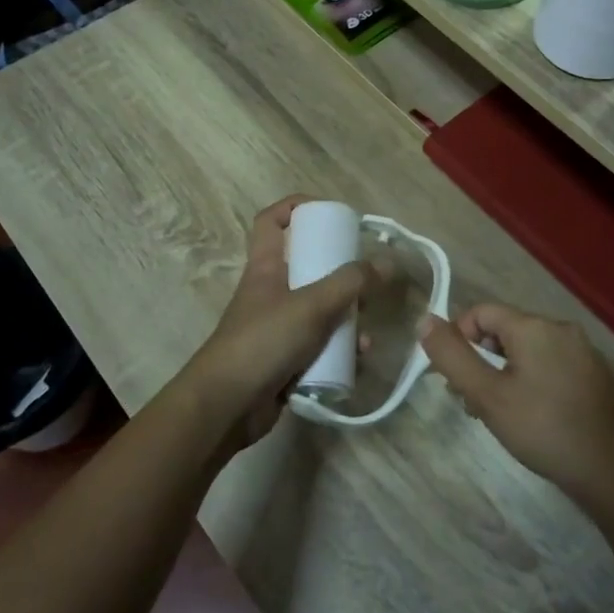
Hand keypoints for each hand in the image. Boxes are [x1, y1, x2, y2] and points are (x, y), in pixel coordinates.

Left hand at [178, 195, 377, 451]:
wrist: (226, 406)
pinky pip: (318, 346)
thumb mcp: (311, 306)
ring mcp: (276, 327)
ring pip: (318, 311)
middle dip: (338, 272)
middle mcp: (270, 292)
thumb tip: (387, 262)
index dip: (295, 207)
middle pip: (305, 267)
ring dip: (345, 319)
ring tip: (365, 332)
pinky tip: (357, 360)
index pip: (271, 221)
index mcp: (266, 267)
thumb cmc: (263, 342)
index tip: (329, 212)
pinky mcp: (284, 359)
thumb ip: (351, 283)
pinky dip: (338, 350)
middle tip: (366, 278)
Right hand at [419, 304, 613, 512]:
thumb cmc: (543, 429)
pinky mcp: (595, 375)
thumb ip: (452, 356)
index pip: (481, 312)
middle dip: (480, 360)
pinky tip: (531, 417)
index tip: (453, 378)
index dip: (459, 338)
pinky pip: (550, 365)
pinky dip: (531, 382)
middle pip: (504, 331)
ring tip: (498, 414)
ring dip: (503, 374)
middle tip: (472, 402)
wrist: (611, 472)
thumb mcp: (486, 394)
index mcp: (534, 326)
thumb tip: (424, 319)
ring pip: (527, 350)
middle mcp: (560, 328)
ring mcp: (583, 352)